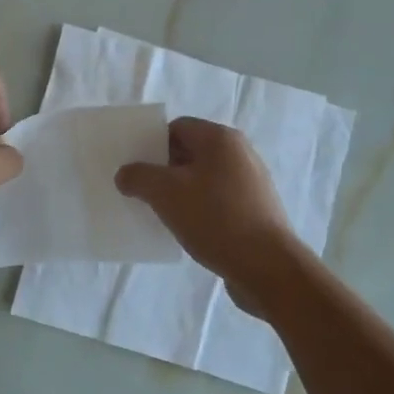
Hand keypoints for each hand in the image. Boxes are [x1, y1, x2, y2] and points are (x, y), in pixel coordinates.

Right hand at [115, 117, 304, 310]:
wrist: (267, 267)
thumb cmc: (215, 218)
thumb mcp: (165, 193)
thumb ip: (138, 177)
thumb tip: (125, 175)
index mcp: (220, 139)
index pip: (176, 127)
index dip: (152, 144)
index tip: (135, 168)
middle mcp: (240, 153)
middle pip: (190, 152)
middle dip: (164, 170)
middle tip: (141, 191)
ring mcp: (251, 182)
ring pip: (203, 178)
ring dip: (180, 192)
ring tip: (161, 213)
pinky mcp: (256, 209)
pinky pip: (218, 200)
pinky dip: (199, 208)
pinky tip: (187, 229)